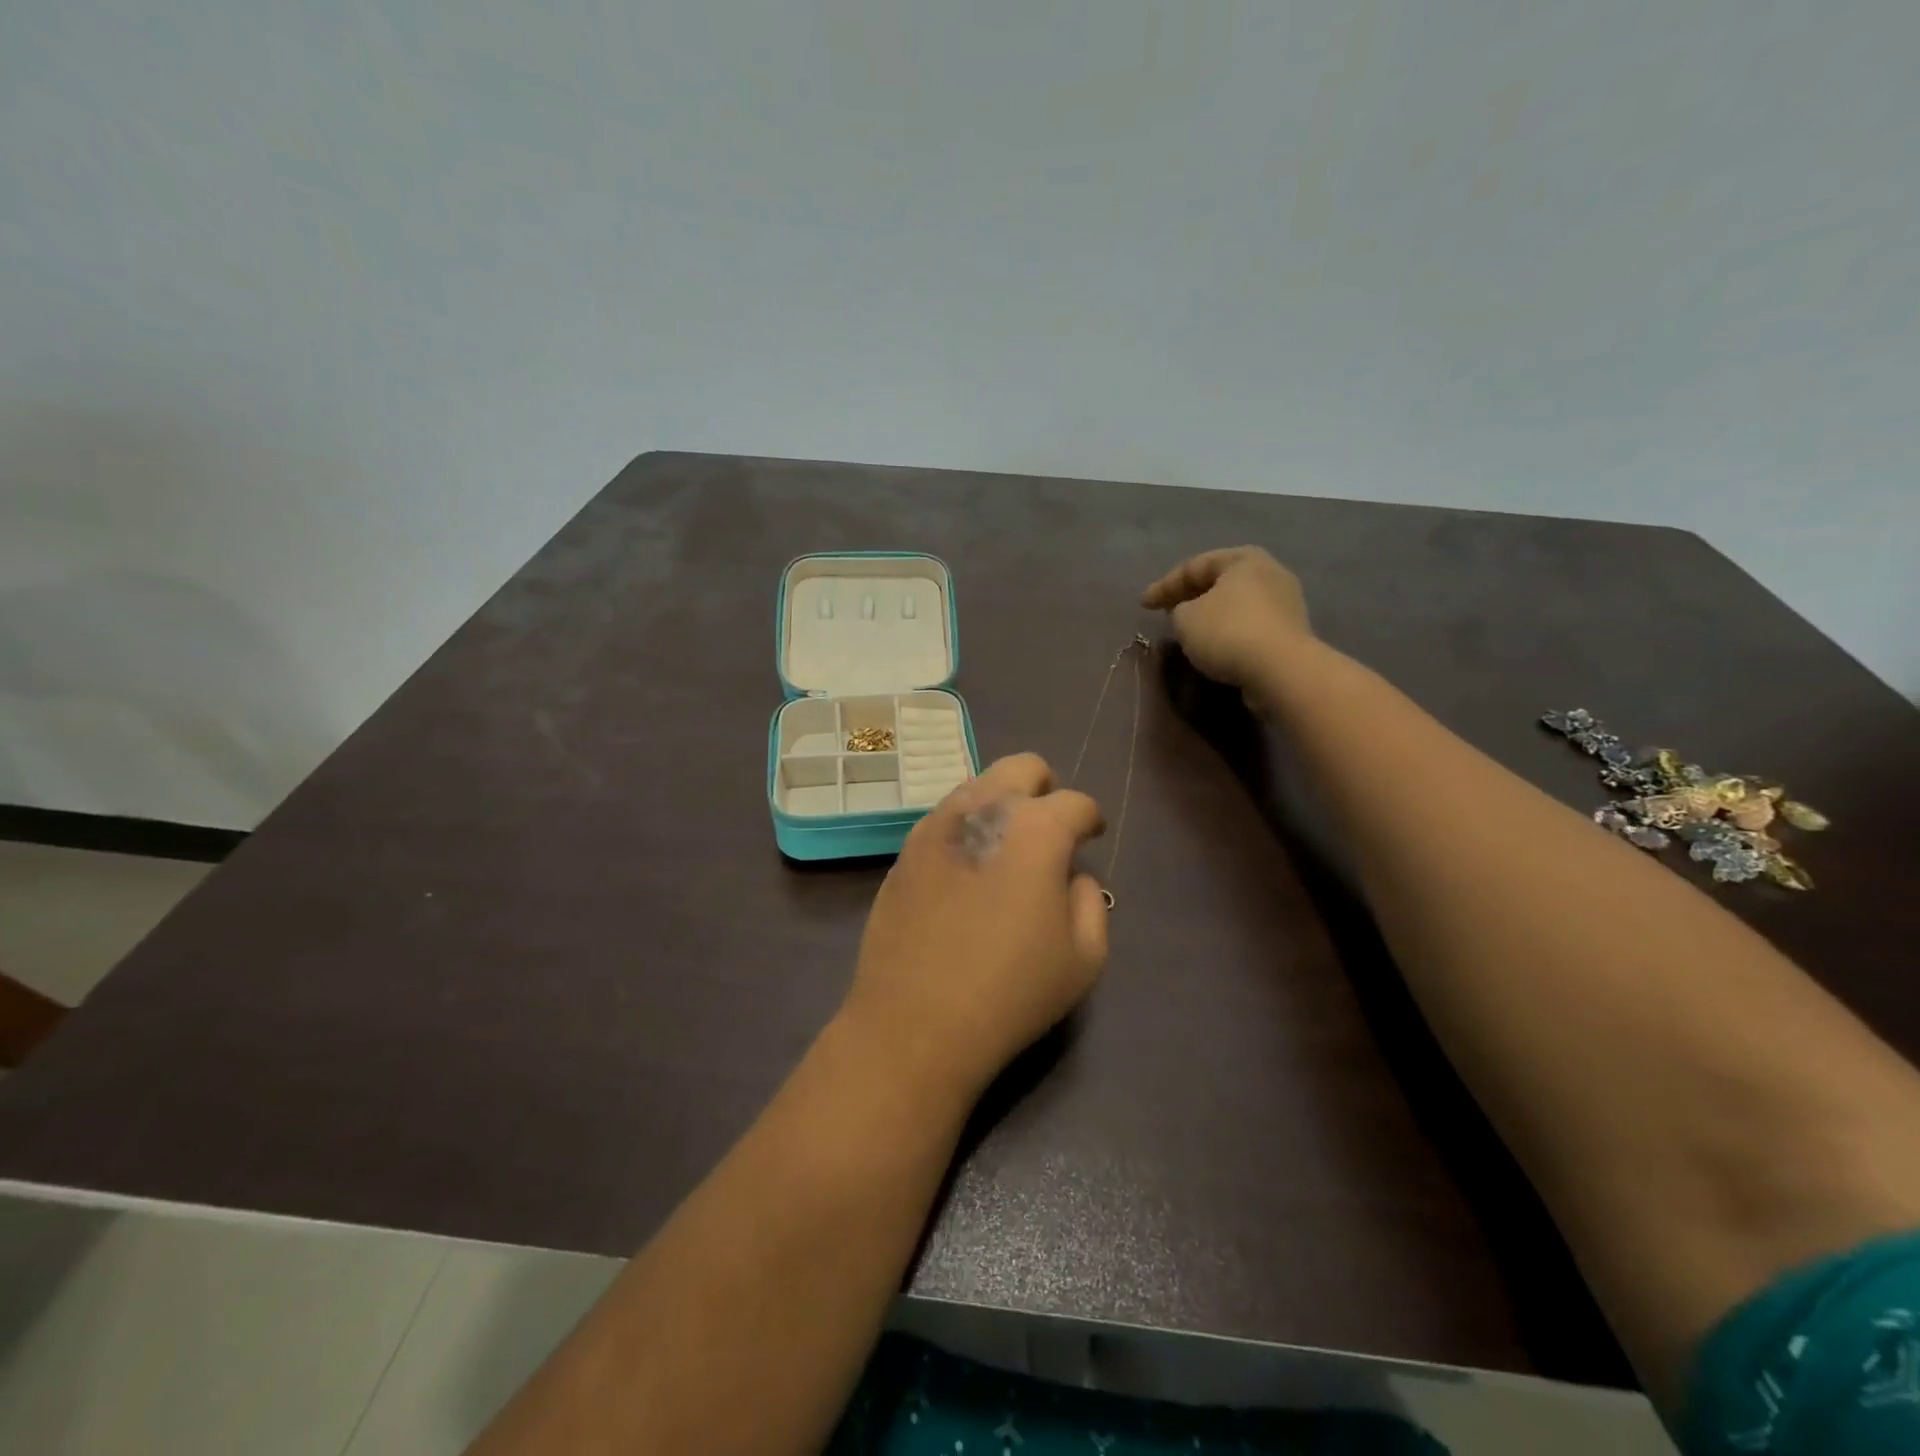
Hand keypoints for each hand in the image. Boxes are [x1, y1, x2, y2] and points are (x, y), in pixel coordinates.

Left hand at [843, 754, 1108, 1096]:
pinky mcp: (905, 849)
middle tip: (1049, 827)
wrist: (915, 1022)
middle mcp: (984, 809)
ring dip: (1001, 804)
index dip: (1090, 820)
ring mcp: (937, 825)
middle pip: (1022, 767)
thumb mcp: (1084, 957)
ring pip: (978, 785)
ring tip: (1006, 848)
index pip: (1076, 803)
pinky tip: (967, 869)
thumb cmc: (1011, 991)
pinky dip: (966, 828)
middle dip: (1044, 788)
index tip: (1090, 837)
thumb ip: (1091, 902)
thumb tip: (1072, 876)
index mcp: (1037, 829)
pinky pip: (944, 818)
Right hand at [1141, 547, 1313, 694]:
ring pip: (1236, 605)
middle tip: (1166, 610)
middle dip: (1190, 596)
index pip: (1194, 566)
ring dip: (1211, 616)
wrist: (1281, 670)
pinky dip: (1229, 632)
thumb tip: (1190, 613)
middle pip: (1219, 582)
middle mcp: (1269, 573)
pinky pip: (1249, 626)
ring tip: (1189, 630)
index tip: (1142, 605)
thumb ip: (1179, 609)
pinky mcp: (1289, 633)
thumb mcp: (1185, 618)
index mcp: (1244, 559)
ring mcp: (1285, 603)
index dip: (1164, 585)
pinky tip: (1214, 646)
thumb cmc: (1227, 632)